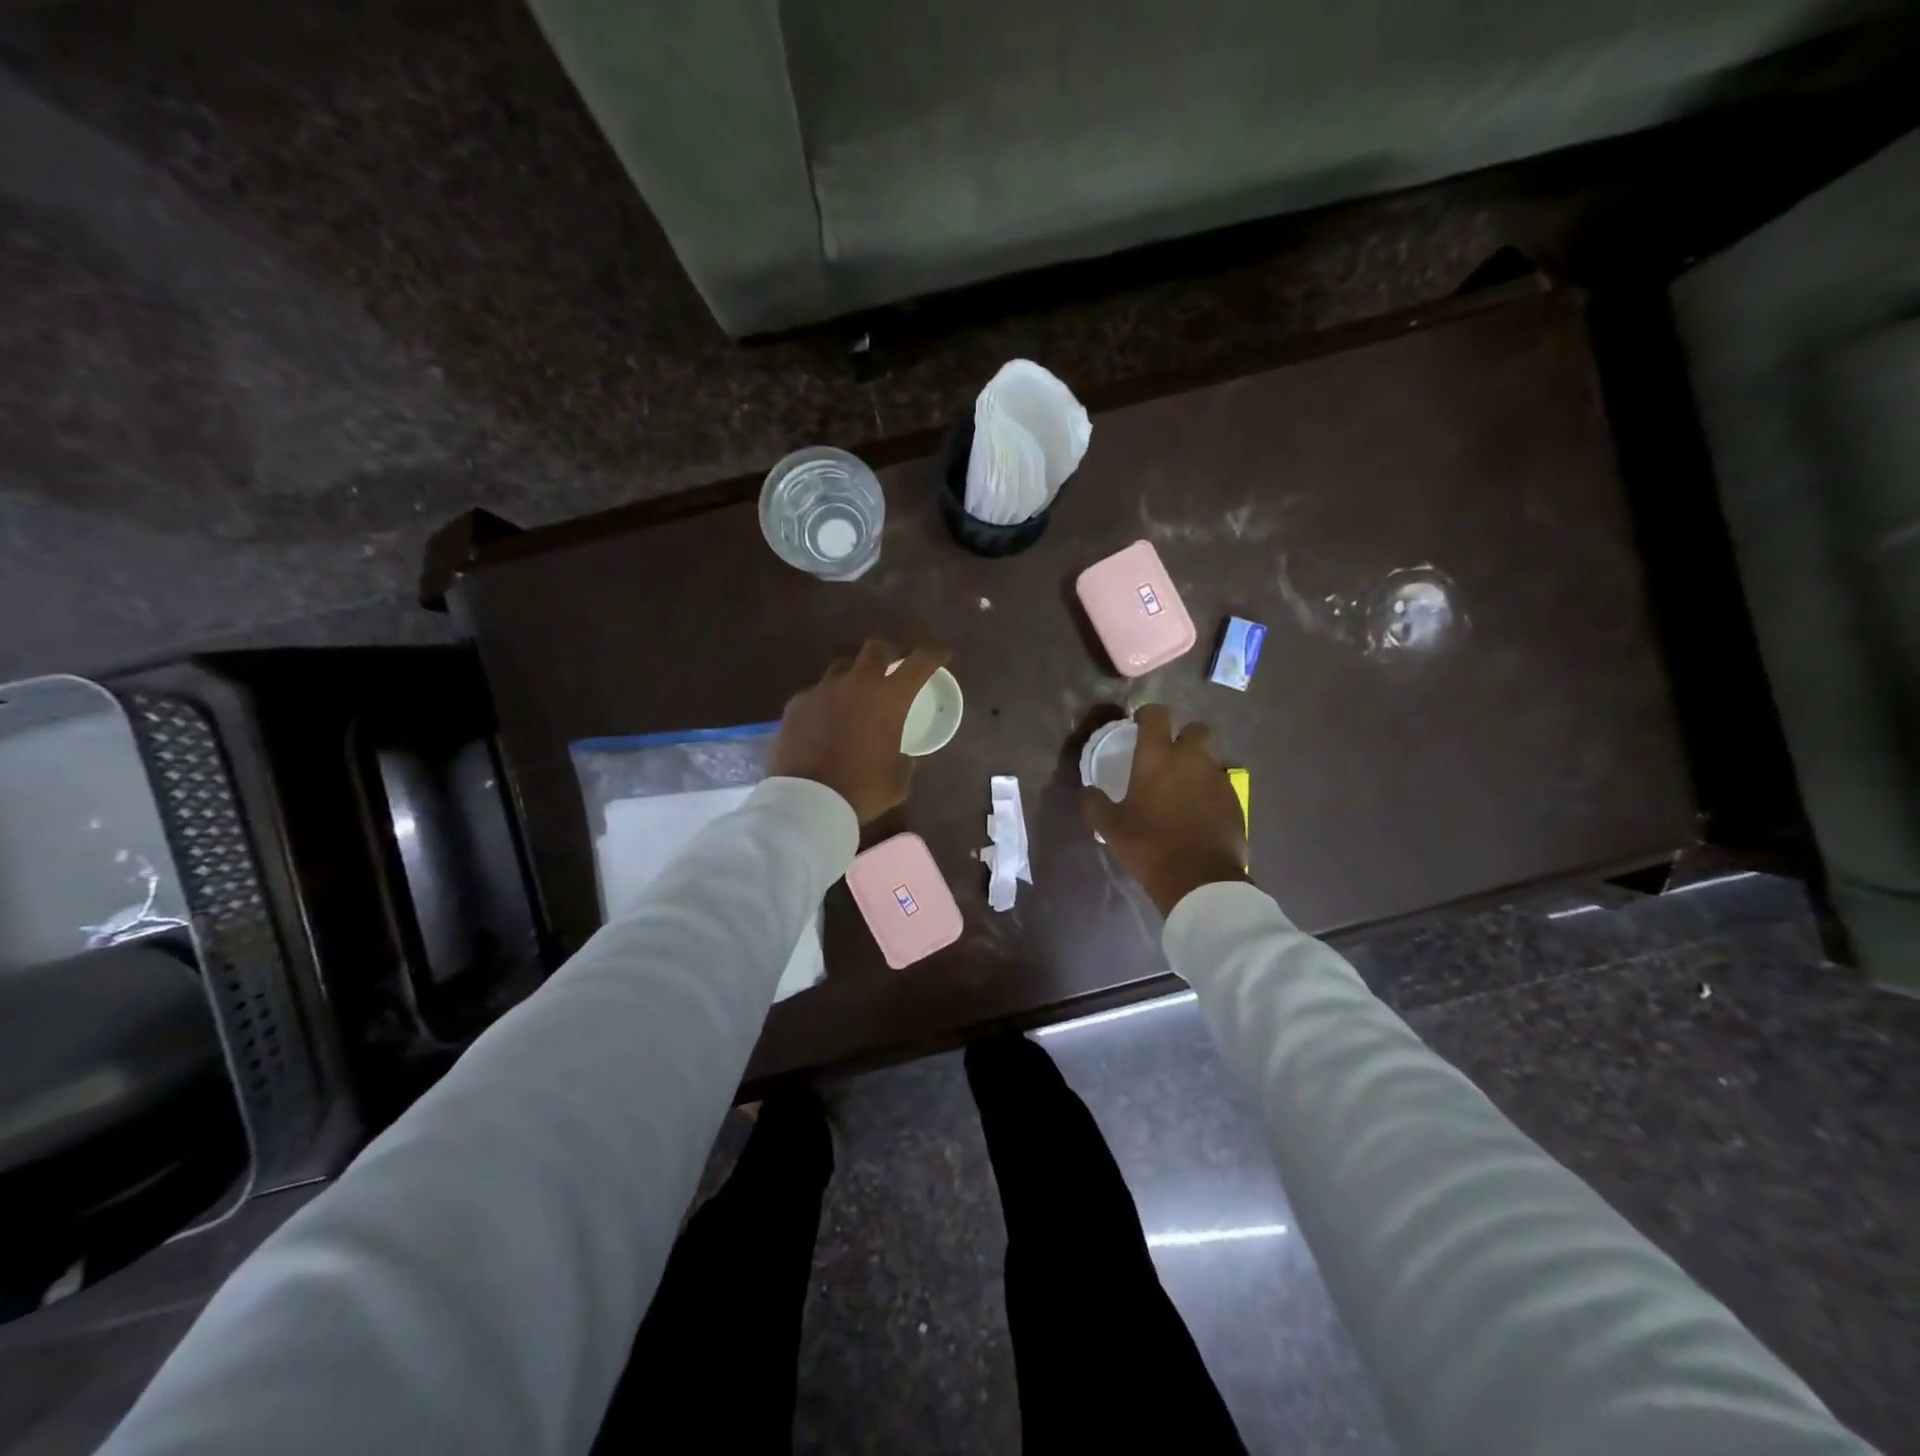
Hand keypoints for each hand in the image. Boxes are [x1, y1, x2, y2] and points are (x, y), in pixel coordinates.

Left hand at [770, 640, 949, 823]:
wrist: (808, 801)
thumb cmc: (863, 789)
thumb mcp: (899, 778)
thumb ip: (906, 758)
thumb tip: (907, 754)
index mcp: (890, 697)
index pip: (920, 661)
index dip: (934, 654)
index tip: (941, 654)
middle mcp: (857, 683)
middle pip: (875, 648)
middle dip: (887, 654)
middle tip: (890, 669)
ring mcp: (823, 690)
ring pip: (841, 667)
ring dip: (853, 676)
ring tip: (854, 696)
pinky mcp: (796, 704)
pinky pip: (815, 693)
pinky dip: (825, 702)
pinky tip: (823, 722)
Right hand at [1081, 704, 1248, 915]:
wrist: (1200, 880)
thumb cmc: (1149, 846)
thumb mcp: (1111, 828)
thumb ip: (1095, 804)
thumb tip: (1087, 791)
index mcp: (1157, 757)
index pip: (1157, 714)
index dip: (1148, 716)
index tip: (1139, 727)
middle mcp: (1191, 758)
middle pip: (1194, 729)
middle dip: (1182, 737)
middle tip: (1167, 759)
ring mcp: (1217, 778)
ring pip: (1208, 758)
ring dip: (1196, 766)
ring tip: (1181, 791)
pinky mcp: (1234, 801)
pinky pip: (1219, 784)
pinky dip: (1209, 791)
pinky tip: (1198, 813)